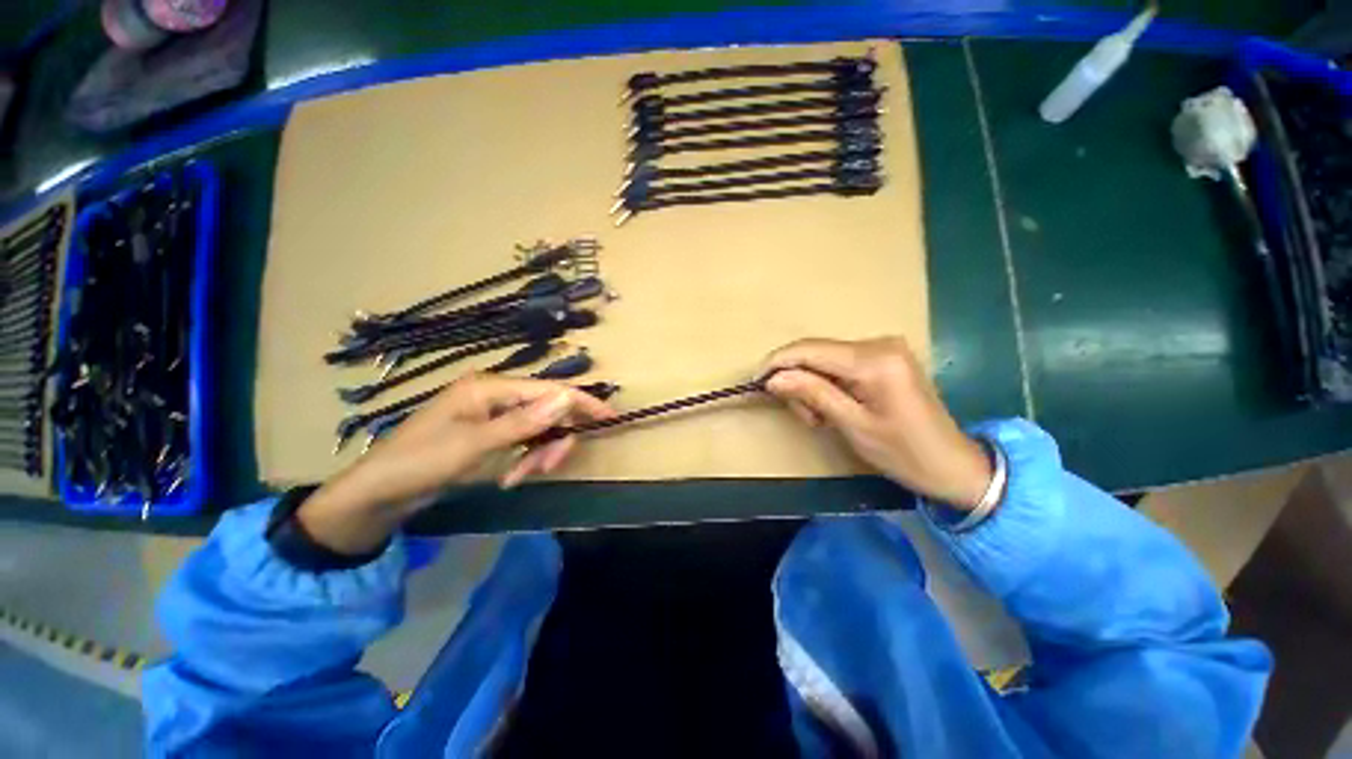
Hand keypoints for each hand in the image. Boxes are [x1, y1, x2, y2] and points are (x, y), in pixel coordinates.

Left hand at [298, 375, 613, 553]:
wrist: (380, 492)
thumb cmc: (421, 461)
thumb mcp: (475, 444)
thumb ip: (524, 421)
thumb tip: (567, 398)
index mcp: (491, 387)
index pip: (549, 390)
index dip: (582, 403)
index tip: (610, 417)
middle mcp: (496, 395)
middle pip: (547, 411)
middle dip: (551, 441)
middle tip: (545, 468)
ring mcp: (494, 414)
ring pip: (538, 429)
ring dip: (536, 454)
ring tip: (518, 477)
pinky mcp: (491, 432)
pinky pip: (524, 441)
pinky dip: (524, 459)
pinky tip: (509, 476)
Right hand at [762, 337, 991, 508]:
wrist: (954, 465)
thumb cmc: (905, 453)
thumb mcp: (853, 426)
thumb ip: (813, 394)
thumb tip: (774, 378)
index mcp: (874, 360)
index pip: (809, 349)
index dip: (777, 363)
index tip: (755, 382)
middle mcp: (878, 343)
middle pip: (815, 352)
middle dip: (798, 381)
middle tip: (805, 418)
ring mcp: (883, 348)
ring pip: (824, 359)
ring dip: (811, 387)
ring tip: (820, 419)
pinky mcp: (884, 358)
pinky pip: (839, 364)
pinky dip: (826, 385)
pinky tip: (833, 408)